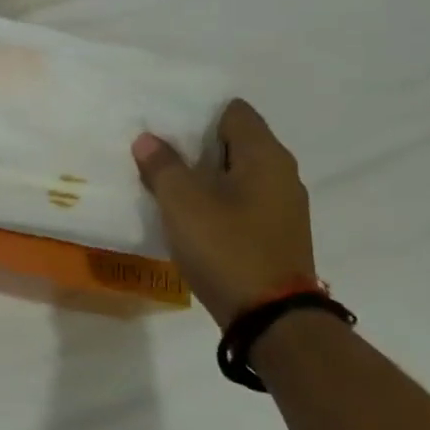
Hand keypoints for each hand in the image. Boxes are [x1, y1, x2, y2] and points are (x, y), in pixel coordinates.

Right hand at [132, 100, 318, 329]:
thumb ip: (162, 166)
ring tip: (164, 179)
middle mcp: (281, 174)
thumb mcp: (183, 203)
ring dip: (202, 173)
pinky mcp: (275, 232)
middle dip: (194, 142)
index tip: (163, 121)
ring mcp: (282, 205)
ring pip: (236, 172)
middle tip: (154, 149)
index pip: (233, 111)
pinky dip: (215, 198)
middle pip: (234, 140)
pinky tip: (187, 212)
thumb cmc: (227, 248)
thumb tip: (147, 139)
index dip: (197, 110)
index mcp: (265, 156)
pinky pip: (241, 199)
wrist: (272, 319)